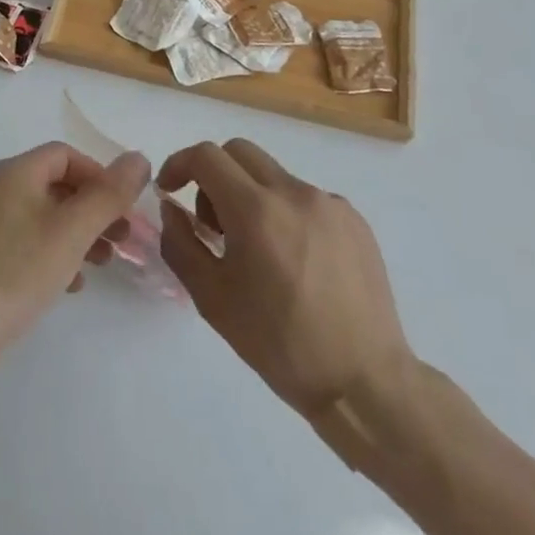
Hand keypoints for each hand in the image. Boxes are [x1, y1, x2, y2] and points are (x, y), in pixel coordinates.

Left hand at [0, 142, 150, 351]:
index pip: (65, 155)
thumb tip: (138, 158)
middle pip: (56, 184)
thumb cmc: (16, 272)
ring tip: (104, 263)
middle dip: (93, 208)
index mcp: (14, 172)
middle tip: (123, 239)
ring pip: (45, 215)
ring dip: (79, 233)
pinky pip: (28, 241)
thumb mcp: (72, 231)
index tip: (124, 209)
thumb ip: (108, 195)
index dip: (99, 175)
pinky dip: (55, 253)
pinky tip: (71, 284)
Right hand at [158, 139, 413, 425]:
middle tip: (212, 223)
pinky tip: (293, 260)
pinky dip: (285, 212)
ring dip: (250, 196)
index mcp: (256, 210)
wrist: (364, 382)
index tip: (170, 190)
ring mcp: (330, 204)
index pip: (206, 156)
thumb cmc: (279, 343)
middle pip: (239, 152)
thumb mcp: (212, 299)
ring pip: (273, 176)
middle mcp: (294, 193)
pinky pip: (305, 198)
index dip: (179, 164)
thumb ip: (181, 244)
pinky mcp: (355, 220)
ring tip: (256, 249)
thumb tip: (172, 209)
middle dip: (213, 176)